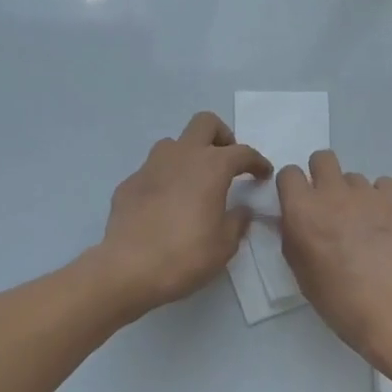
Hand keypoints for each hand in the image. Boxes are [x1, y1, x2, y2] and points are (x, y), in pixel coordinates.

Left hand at [95, 112, 271, 316]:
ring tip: (194, 182)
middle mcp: (181, 155)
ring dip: (189, 155)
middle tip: (227, 162)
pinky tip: (165, 205)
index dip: (257, 161)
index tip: (263, 174)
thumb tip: (241, 209)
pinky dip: (165, 179)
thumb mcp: (224, 245)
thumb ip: (237, 221)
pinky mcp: (129, 182)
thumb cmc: (185, 255)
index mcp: (211, 166)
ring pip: (174, 143)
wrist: (128, 268)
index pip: (242, 152)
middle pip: (205, 123)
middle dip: (221, 136)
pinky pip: (152, 170)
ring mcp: (150, 166)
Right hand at [278, 152, 391, 370]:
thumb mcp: (302, 274)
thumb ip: (294, 238)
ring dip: (353, 195)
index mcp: (302, 211)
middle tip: (329, 205)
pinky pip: (385, 186)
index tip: (298, 204)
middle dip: (321, 176)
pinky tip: (387, 226)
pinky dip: (382, 200)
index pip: (289, 174)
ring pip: (354, 178)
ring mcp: (369, 194)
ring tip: (364, 226)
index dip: (293, 187)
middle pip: (322, 159)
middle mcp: (333, 193)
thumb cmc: (341, 303)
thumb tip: (295, 221)